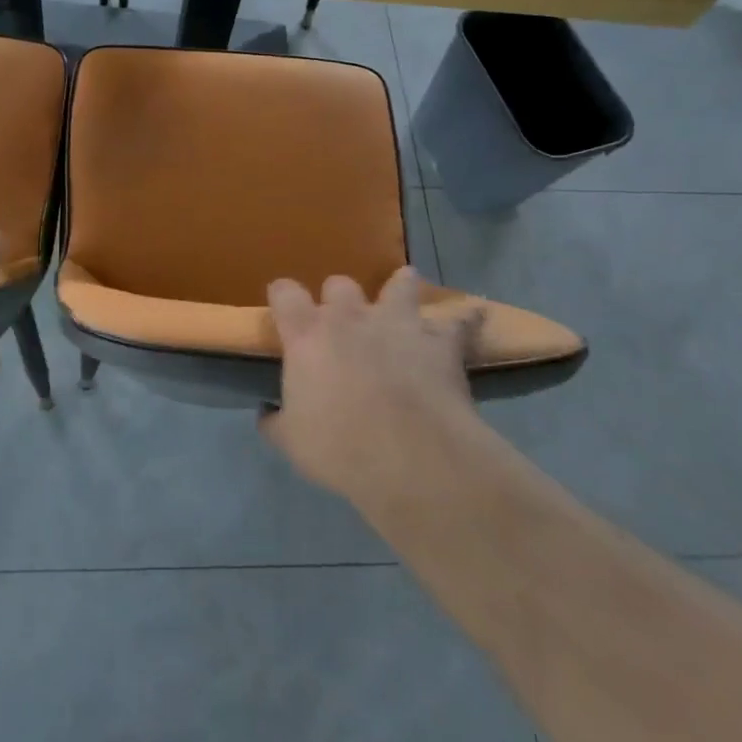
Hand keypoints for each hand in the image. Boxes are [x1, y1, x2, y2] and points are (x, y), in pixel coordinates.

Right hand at [259, 269, 479, 503]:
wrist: (410, 457)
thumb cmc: (339, 447)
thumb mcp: (292, 442)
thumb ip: (277, 421)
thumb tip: (267, 414)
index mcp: (307, 335)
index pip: (285, 293)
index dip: (283, 295)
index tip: (283, 305)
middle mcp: (350, 317)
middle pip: (340, 284)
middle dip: (339, 297)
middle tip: (343, 320)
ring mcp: (397, 324)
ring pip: (399, 285)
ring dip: (400, 288)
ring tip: (403, 290)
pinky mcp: (440, 341)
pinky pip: (459, 322)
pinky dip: (466, 320)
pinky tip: (474, 316)